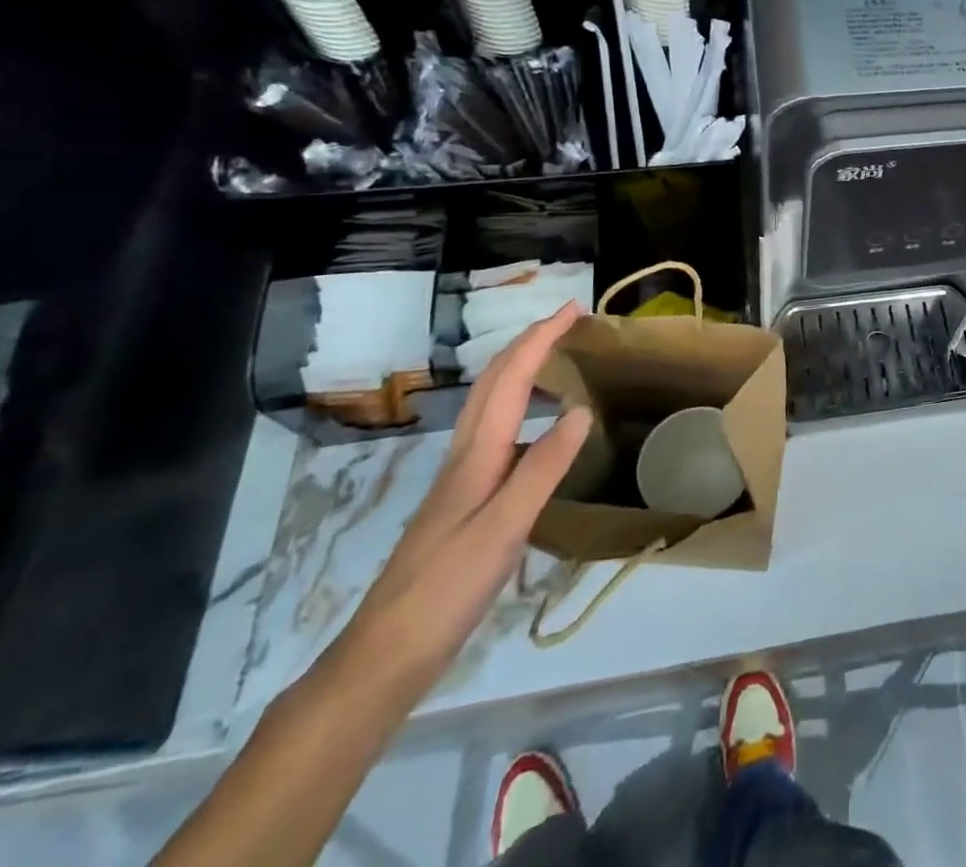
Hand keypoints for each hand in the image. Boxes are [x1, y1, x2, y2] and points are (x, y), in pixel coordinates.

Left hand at [329, 303, 591, 694]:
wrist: (385, 655)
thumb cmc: (446, 588)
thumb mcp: (504, 528)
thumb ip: (543, 467)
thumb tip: (580, 409)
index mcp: (476, 455)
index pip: (510, 379)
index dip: (540, 339)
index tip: (573, 310)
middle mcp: (465, 456)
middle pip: (492, 383)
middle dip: (528, 343)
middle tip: (566, 323)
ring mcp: (461, 479)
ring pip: (489, 405)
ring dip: (520, 370)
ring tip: (555, 361)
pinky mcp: (463, 501)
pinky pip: (494, 432)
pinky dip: (518, 409)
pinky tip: (536, 430)